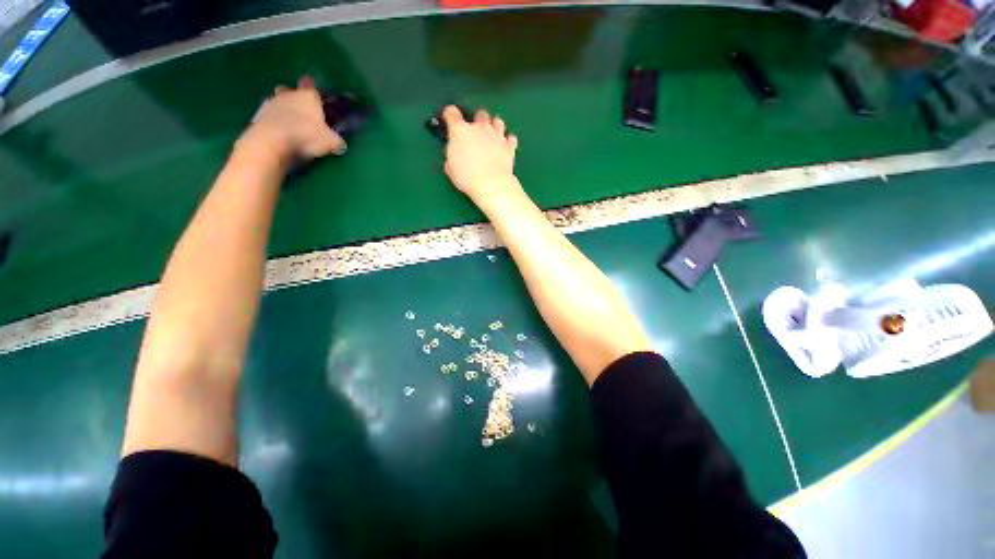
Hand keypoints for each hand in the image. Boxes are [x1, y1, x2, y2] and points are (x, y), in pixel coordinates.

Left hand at [238, 75, 345, 165]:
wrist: (273, 141)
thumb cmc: (306, 135)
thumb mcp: (331, 142)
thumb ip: (336, 140)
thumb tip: (339, 142)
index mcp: (307, 96)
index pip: (310, 84)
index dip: (313, 87)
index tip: (316, 94)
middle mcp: (288, 95)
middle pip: (288, 90)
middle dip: (292, 96)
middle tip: (300, 109)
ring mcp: (270, 104)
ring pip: (276, 101)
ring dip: (281, 109)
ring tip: (288, 123)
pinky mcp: (258, 116)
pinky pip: (268, 116)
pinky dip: (272, 121)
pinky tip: (278, 132)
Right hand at [442, 106, 519, 200]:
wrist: (491, 184)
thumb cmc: (468, 177)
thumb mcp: (451, 168)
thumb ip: (451, 156)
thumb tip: (453, 156)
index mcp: (460, 131)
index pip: (452, 113)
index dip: (449, 114)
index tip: (449, 118)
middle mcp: (479, 128)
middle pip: (479, 113)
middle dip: (477, 119)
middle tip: (475, 131)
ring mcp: (496, 135)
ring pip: (497, 121)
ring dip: (494, 126)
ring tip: (491, 135)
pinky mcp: (509, 146)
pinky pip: (511, 138)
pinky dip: (508, 141)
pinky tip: (504, 147)